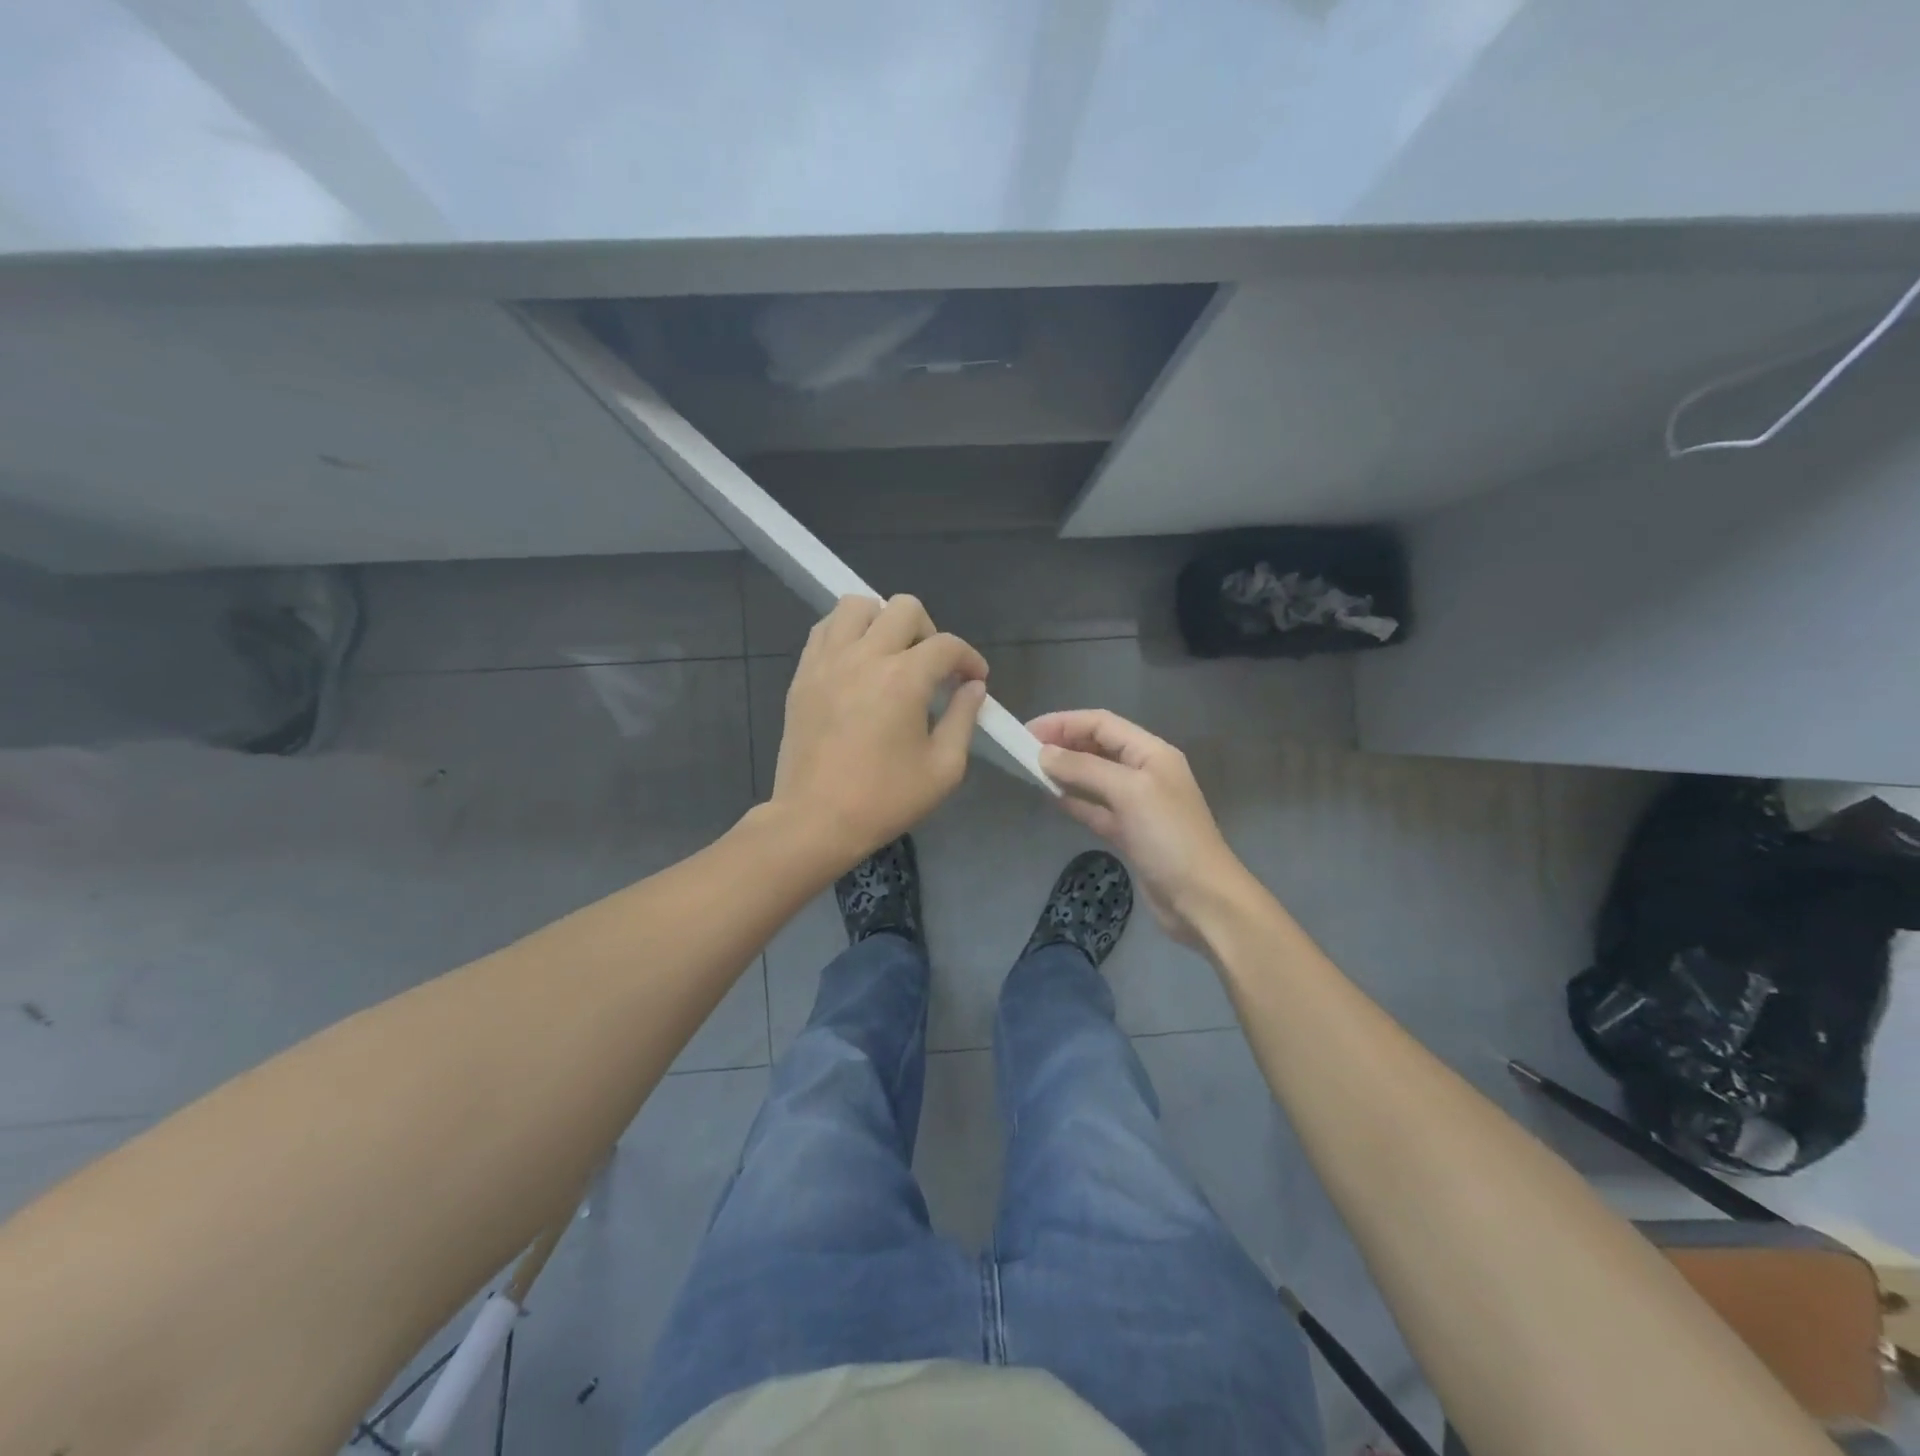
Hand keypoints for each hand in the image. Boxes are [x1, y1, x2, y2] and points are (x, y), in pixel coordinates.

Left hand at [771, 595, 987, 868]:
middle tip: (932, 668)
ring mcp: (828, 661)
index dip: (970, 659)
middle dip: (929, 632)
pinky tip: (857, 663)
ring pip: (857, 604)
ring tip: (890, 656)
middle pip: (904, 608)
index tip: (974, 681)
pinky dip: (846, 633)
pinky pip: (825, 629)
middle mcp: (865, 655)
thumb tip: (973, 687)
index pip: (947, 645)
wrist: (815, 819)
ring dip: (882, 621)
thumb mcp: (944, 768)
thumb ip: (964, 719)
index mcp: (904, 678)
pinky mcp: (803, 674)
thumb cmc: (885, 799)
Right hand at [1028, 709, 1250, 945]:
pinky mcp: (1130, 834)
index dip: (1064, 723)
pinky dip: (1075, 800)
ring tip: (1031, 771)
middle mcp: (1145, 772)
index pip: (1102, 723)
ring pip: (1095, 777)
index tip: (1027, 732)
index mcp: (1151, 752)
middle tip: (1024, 752)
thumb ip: (1085, 768)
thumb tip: (1044, 754)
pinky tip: (1051, 798)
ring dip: (1066, 771)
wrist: (1202, 898)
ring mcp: (1138, 805)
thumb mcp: (1128, 792)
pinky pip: (1096, 808)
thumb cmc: (1169, 837)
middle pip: (1098, 747)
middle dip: (1063, 744)